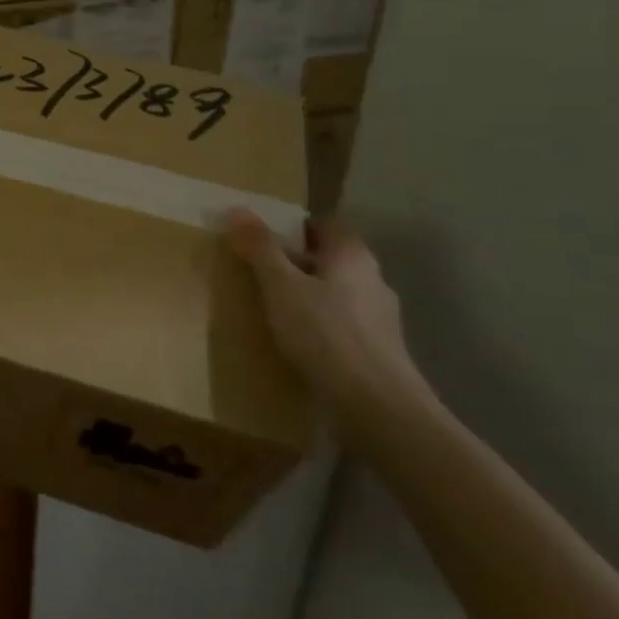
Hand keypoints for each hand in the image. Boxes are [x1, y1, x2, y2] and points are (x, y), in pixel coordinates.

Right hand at [223, 212, 430, 433]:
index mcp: (352, 255)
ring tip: (274, 310)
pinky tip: (299, 345)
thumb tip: (237, 209)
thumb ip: (259, 248)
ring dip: (309, 297)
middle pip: (330, 259)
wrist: (378, 408)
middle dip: (297, 263)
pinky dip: (322, 328)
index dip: (295, 227)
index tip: (263, 239)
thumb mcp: (280, 286)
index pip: (325, 224)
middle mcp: (373, 279)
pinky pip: (343, 326)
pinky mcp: (381, 352)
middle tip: (259, 272)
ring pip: (337, 294)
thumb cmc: (325, 334)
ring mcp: (381, 318)